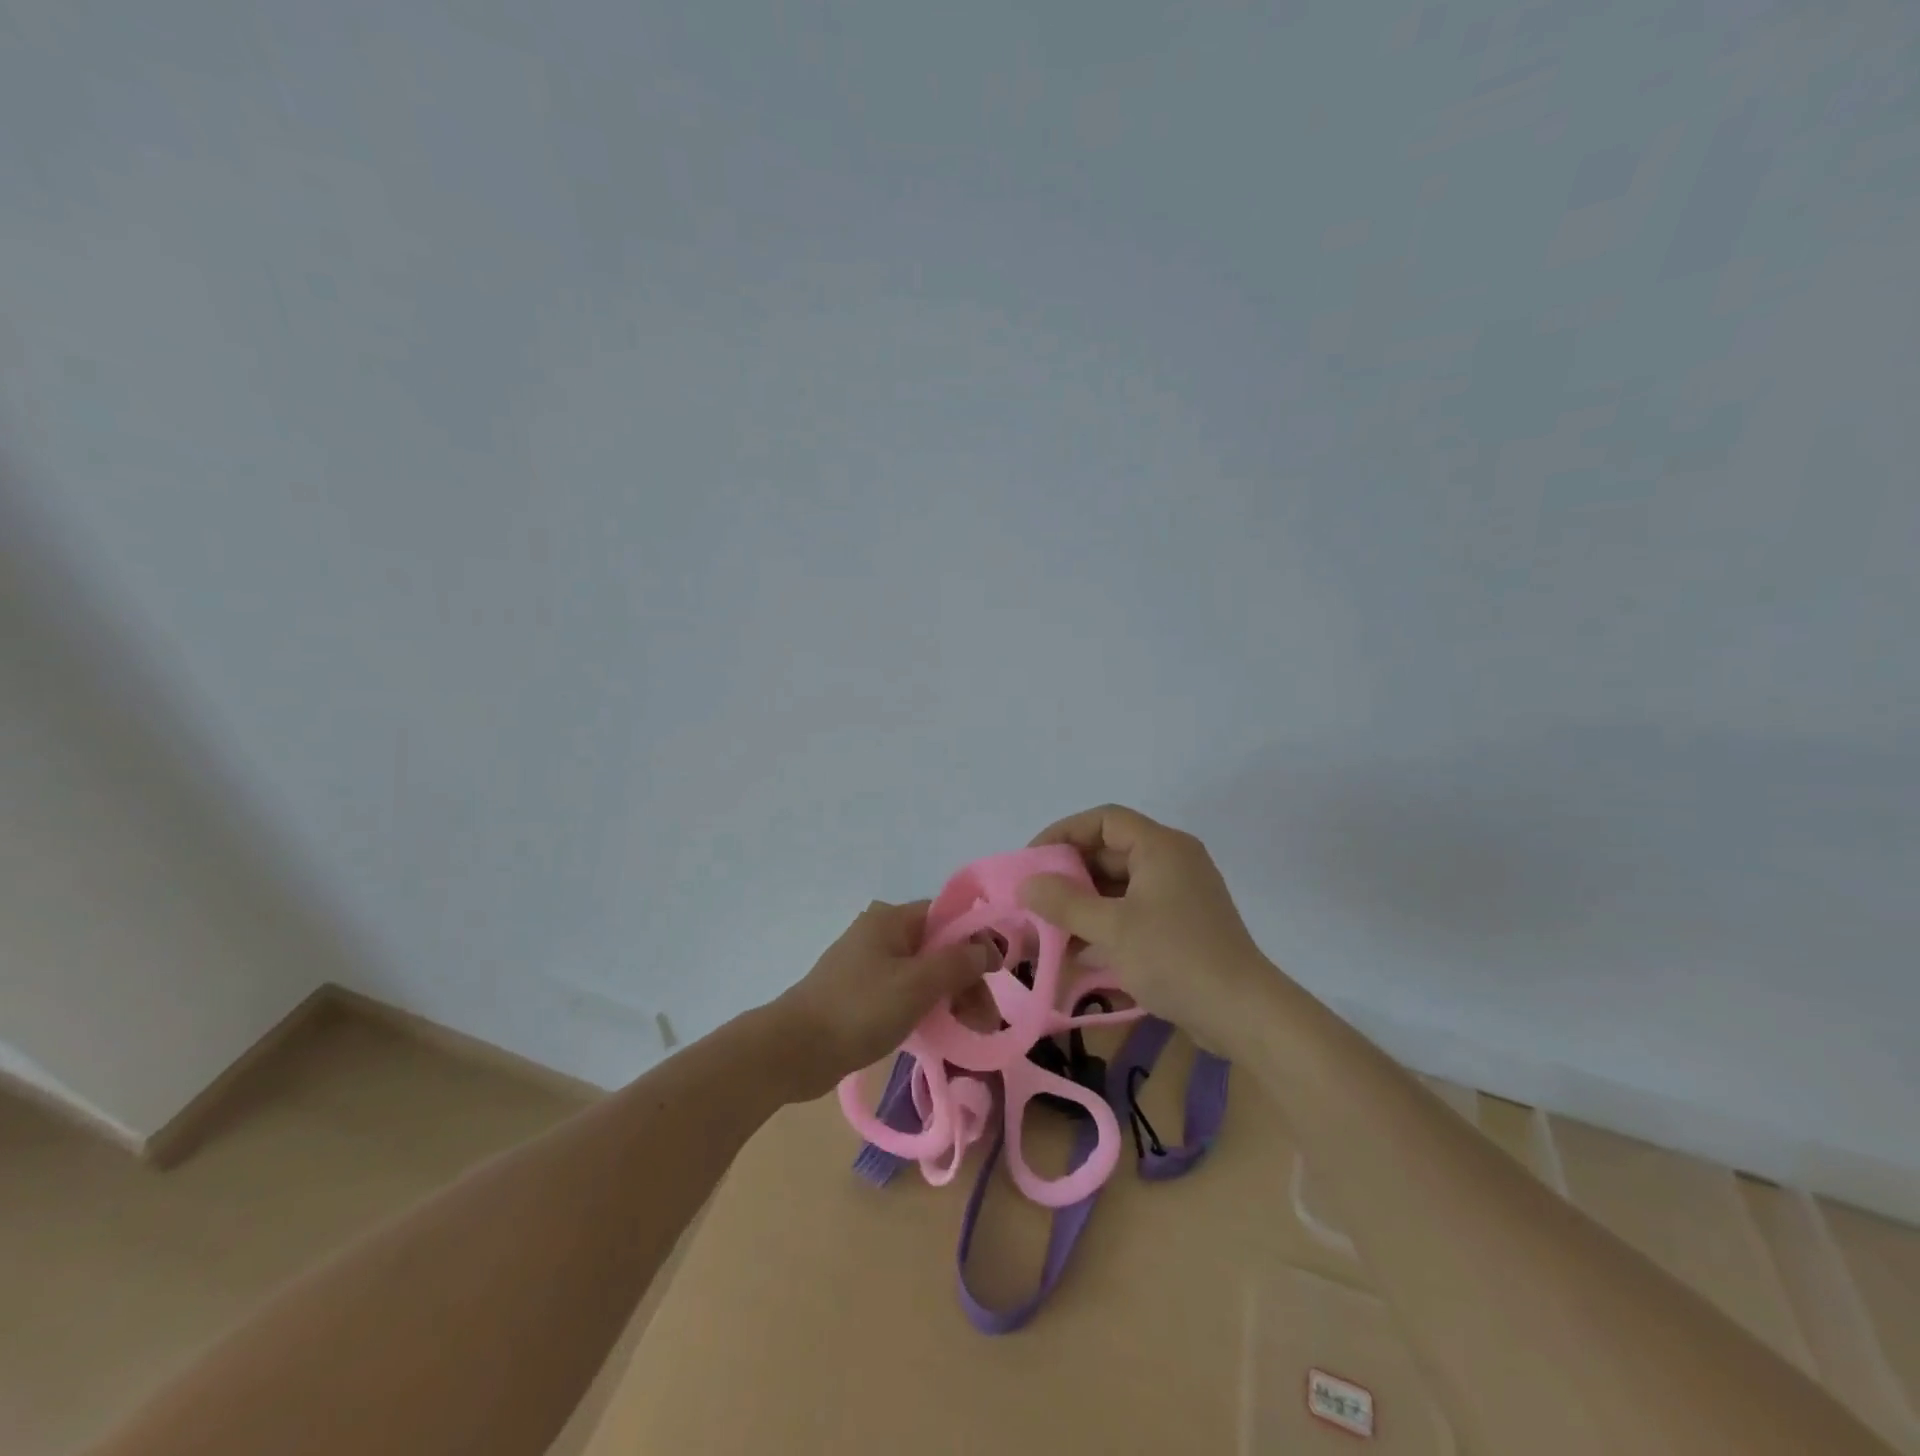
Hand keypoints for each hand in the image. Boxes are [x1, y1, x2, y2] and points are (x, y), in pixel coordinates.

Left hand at [769, 900, 996, 1100]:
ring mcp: (868, 964)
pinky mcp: (860, 993)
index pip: (948, 916)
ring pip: (923, 973)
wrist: (794, 1050)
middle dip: (966, 980)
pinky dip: (925, 1008)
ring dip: (949, 998)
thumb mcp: (917, 984)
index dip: (976, 941)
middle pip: (938, 947)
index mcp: (892, 919)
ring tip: (968, 1033)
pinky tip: (938, 1033)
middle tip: (984, 1021)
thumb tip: (990, 946)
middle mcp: (881, 933)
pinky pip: (904, 992)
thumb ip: (959, 962)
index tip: (998, 976)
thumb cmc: (859, 1010)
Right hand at [1018, 805, 1277, 1052]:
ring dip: (1085, 903)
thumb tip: (1026, 884)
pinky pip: (1134, 910)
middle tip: (1036, 897)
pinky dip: (1106, 923)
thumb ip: (1065, 903)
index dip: (1064, 833)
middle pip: (1111, 851)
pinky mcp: (1182, 924)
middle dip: (1070, 874)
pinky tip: (1079, 952)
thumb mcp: (1112, 929)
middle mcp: (1172, 861)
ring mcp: (1180, 894)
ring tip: (1050, 927)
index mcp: (1161, 847)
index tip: (1034, 861)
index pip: (1104, 820)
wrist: (1242, 1013)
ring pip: (1120, 885)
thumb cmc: (1175, 958)